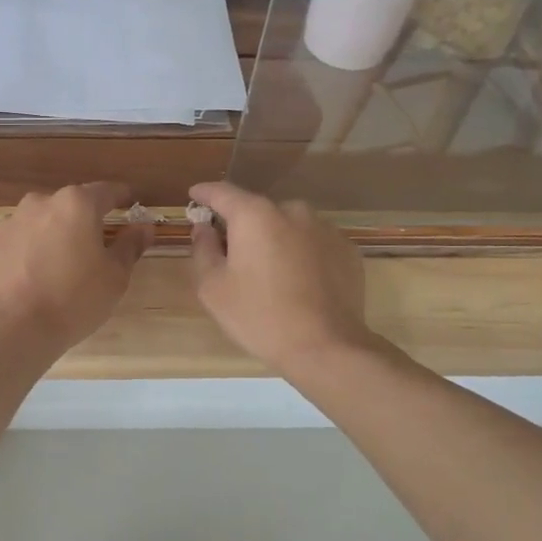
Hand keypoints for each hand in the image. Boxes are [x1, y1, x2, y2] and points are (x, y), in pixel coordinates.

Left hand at [0, 183, 152, 355]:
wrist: (13, 327)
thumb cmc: (75, 299)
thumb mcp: (115, 276)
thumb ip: (130, 246)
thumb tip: (143, 226)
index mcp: (76, 204)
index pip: (106, 191)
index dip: (121, 197)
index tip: (129, 204)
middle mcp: (40, 203)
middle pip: (69, 206)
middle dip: (82, 221)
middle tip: (92, 248)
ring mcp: (8, 222)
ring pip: (38, 223)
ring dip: (50, 237)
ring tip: (57, 268)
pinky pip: (15, 243)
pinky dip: (24, 254)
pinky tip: (28, 279)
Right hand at [187, 181, 371, 374]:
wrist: (326, 348)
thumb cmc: (259, 316)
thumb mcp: (213, 287)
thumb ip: (203, 249)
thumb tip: (204, 228)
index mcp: (255, 215)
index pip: (222, 192)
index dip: (204, 193)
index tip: (194, 197)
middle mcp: (292, 211)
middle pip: (257, 210)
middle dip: (242, 226)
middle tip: (232, 254)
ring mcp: (325, 228)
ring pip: (288, 226)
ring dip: (274, 239)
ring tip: (270, 273)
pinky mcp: (347, 249)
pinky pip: (313, 243)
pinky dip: (301, 253)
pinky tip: (299, 282)